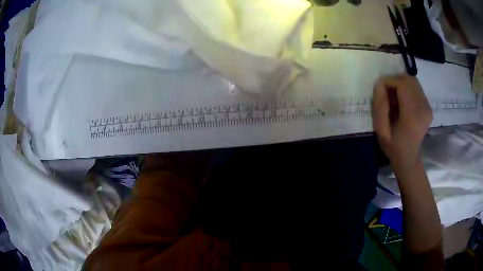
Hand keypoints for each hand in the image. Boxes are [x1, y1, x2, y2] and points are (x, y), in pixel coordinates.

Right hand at [372, 75, 432, 172]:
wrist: (408, 158)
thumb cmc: (393, 146)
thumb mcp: (381, 130)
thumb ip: (380, 107)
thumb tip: (380, 84)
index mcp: (412, 116)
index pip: (402, 84)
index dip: (389, 81)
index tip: (380, 88)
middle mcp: (423, 108)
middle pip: (409, 80)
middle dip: (395, 81)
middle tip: (387, 93)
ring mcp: (428, 107)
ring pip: (413, 82)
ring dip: (401, 84)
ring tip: (395, 97)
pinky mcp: (429, 107)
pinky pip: (417, 88)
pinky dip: (407, 89)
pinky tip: (403, 101)